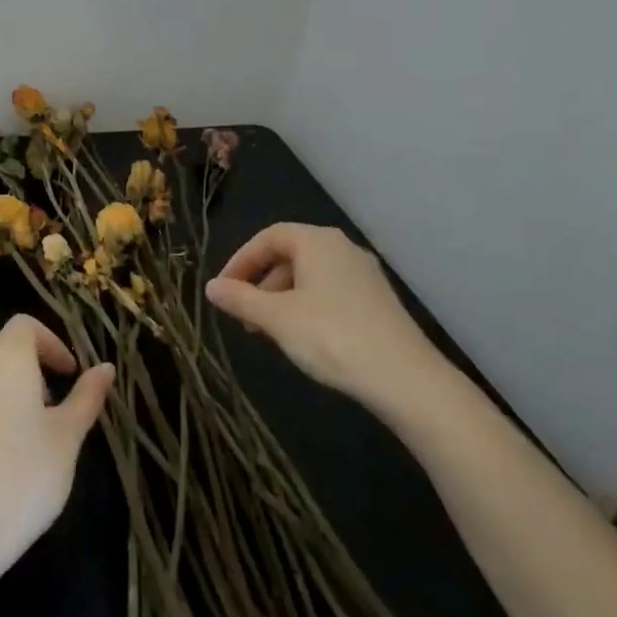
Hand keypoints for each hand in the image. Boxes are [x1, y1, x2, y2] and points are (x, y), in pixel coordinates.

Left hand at [0, 314, 114, 578]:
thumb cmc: (23, 478)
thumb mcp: (67, 438)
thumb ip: (86, 397)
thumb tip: (105, 368)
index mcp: (6, 358)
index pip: (25, 325)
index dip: (51, 342)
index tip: (69, 373)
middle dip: (27, 360)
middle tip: (51, 397)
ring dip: (3, 384)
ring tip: (26, 427)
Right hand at [206, 223, 441, 415]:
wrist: (405, 379)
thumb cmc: (331, 337)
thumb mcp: (277, 319)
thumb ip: (241, 299)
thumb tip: (210, 287)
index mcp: (317, 241)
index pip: (268, 237)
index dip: (241, 260)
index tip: (224, 290)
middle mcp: (342, 248)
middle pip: (290, 254)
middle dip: (261, 283)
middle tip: (244, 316)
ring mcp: (364, 274)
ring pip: (310, 275)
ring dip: (282, 298)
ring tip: (270, 332)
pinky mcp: (378, 300)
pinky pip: (331, 291)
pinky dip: (307, 306)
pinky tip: (304, 338)